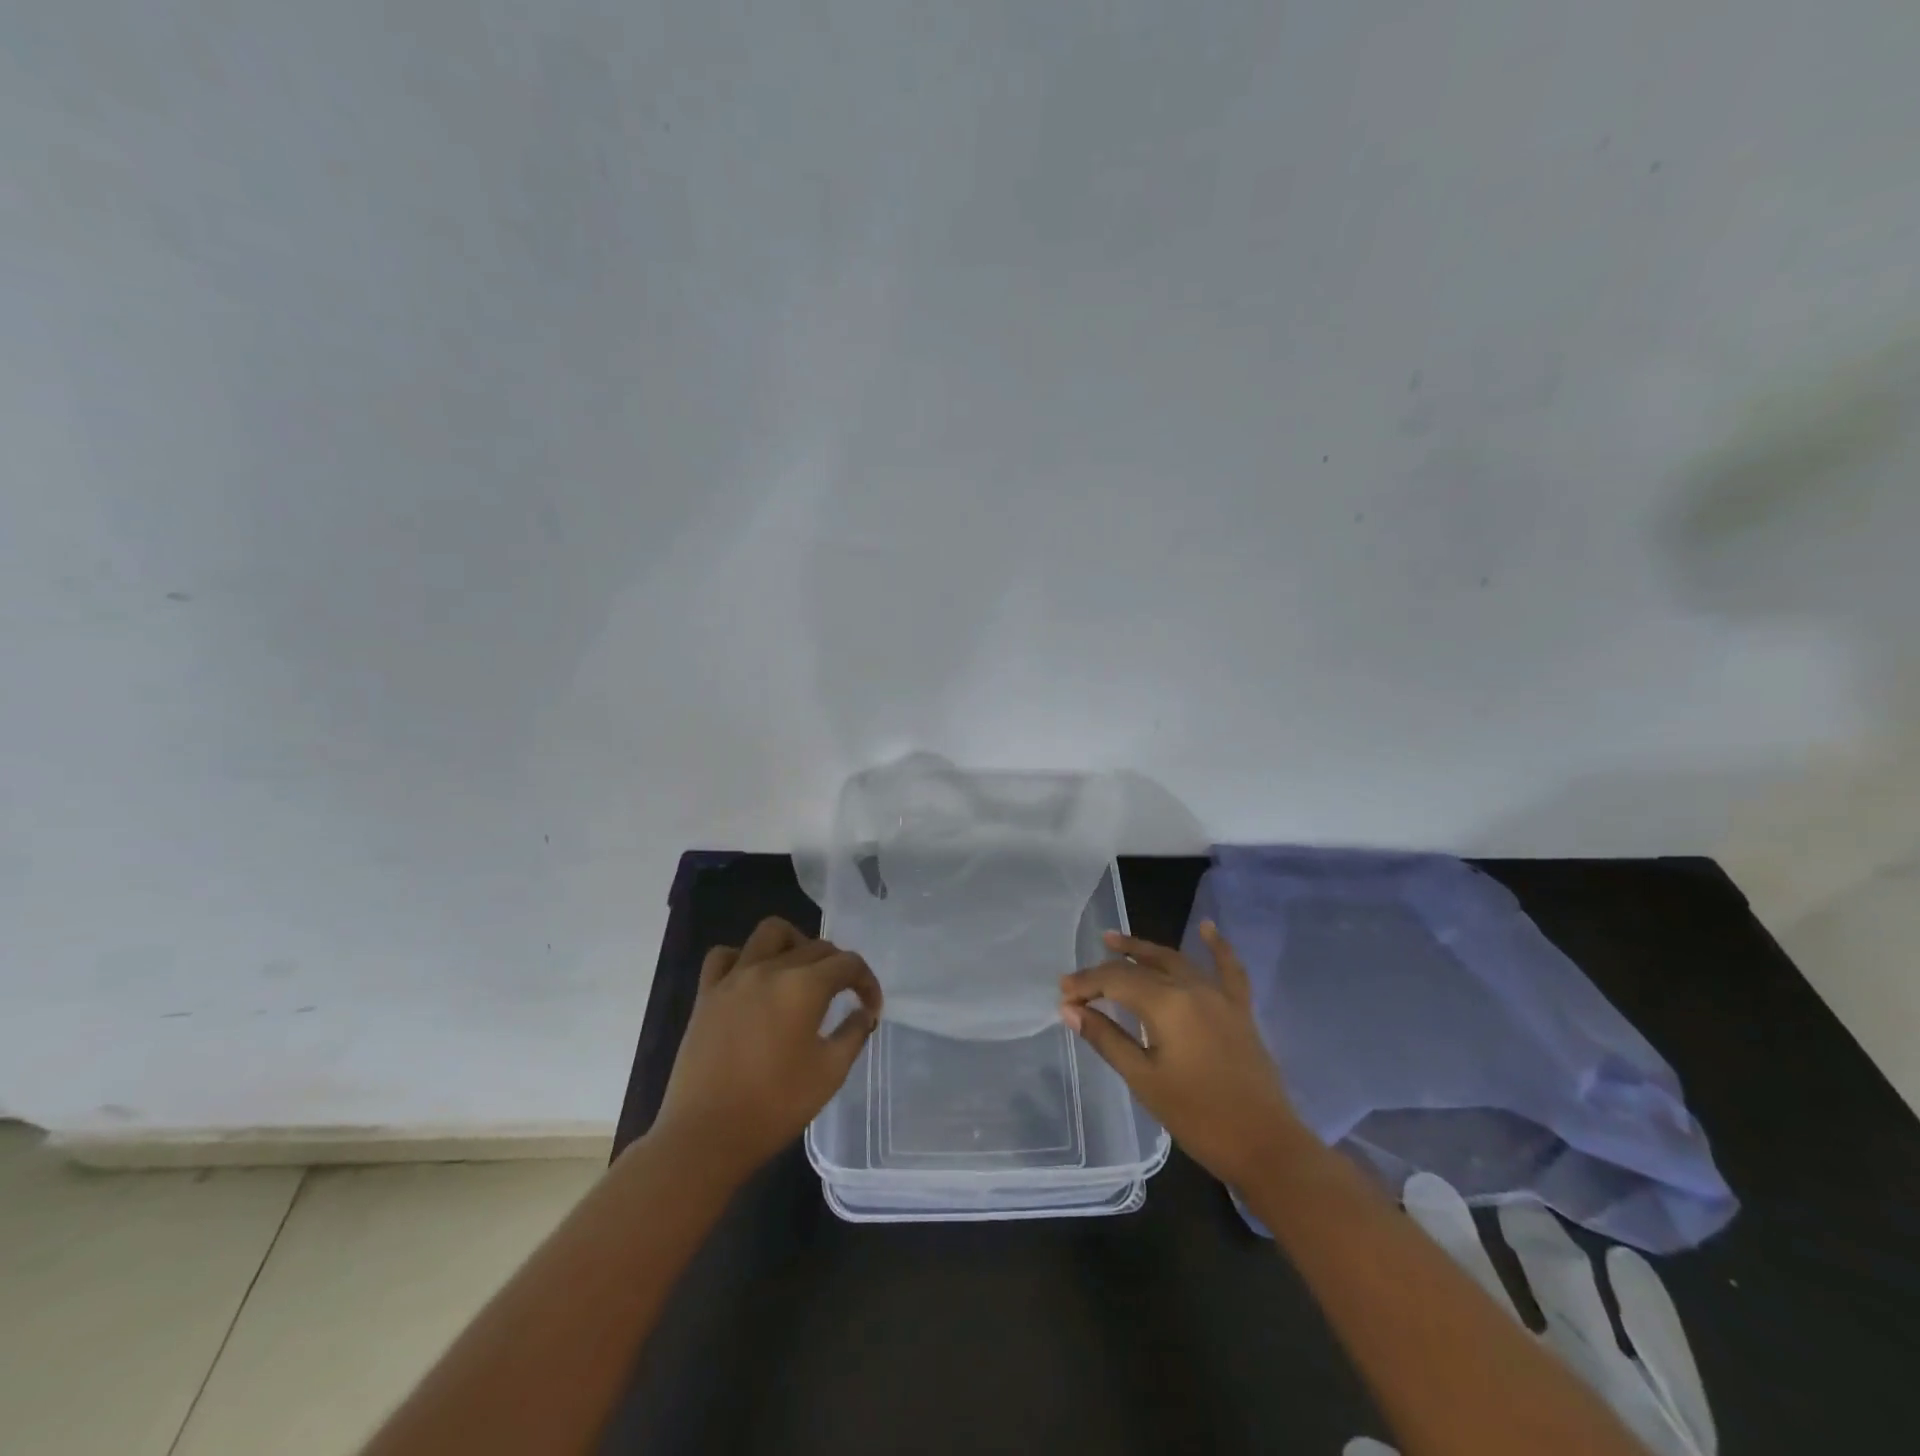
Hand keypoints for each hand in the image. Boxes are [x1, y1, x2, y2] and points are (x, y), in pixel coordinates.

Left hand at [654, 916, 882, 1181]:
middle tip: (844, 996)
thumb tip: (864, 1013)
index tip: (871, 1008)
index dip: (867, 982)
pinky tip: (753, 981)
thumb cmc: (774, 1107)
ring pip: (770, 933)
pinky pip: (724, 956)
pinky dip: (743, 958)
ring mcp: (734, 978)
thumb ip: (853, 1034)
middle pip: (815, 946)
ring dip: (794, 943)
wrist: (705, 1137)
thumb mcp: (829, 1074)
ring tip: (800, 973)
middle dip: (837, 966)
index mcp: (804, 986)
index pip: (848, 964)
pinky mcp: (706, 994)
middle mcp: (770, 970)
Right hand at [1059, 921, 1301, 1188]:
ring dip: (1144, 950)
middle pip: (1141, 968)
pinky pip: (1228, 969)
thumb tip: (1070, 1010)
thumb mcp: (1144, 1080)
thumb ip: (1106, 1038)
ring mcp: (1219, 996)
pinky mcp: (1239, 1010)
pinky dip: (1217, 947)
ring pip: (1175, 961)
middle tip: (1080, 979)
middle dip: (1107, 970)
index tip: (1063, 996)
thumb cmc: (1198, 1117)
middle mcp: (1192, 988)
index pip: (1115, 981)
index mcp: (1166, 1004)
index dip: (1086, 985)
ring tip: (1115, 941)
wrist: (1266, 1146)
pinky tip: (1207, 927)